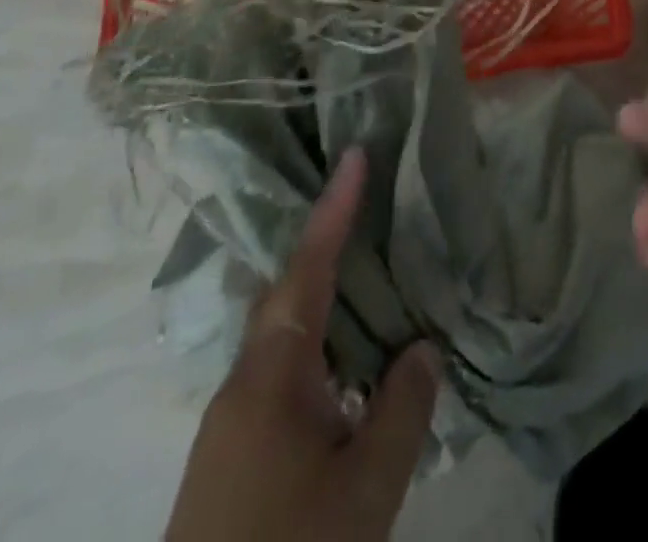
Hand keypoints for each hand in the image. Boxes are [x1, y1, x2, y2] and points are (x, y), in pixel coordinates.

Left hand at [165, 149, 438, 541]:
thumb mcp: (366, 492)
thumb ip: (402, 408)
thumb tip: (421, 347)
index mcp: (270, 377)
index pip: (307, 270)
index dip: (333, 210)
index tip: (356, 155)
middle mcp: (240, 387)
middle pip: (285, 294)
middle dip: (323, 244)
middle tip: (364, 202)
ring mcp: (227, 426)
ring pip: (279, 336)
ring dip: (319, 297)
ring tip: (366, 274)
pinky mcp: (227, 460)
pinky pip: (276, 373)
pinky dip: (313, 345)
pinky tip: (343, 367)